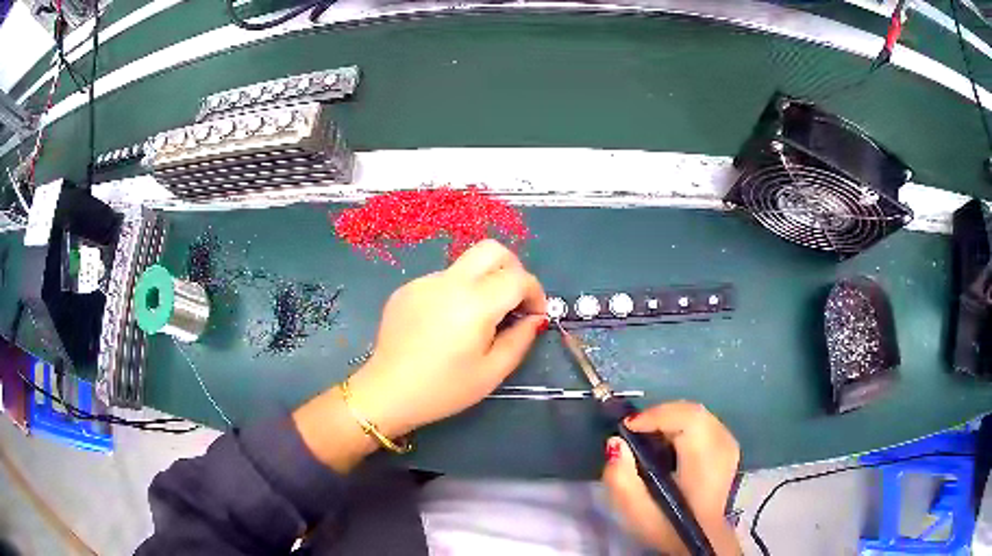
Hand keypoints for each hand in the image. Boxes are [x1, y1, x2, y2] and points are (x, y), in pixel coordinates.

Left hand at [346, 239, 547, 437]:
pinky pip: (443, 279)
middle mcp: (449, 281)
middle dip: (513, 269)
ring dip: (483, 282)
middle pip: (492, 249)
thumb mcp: (491, 372)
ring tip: (477, 320)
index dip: (536, 293)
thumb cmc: (443, 389)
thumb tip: (535, 318)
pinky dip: (456, 292)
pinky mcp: (407, 288)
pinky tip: (446, 324)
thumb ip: (520, 339)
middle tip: (514, 300)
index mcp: (474, 303)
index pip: (518, 277)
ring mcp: (424, 281)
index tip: (535, 315)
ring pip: (466, 265)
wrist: (387, 392)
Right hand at [602, 402, 740, 555]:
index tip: (627, 429)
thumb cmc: (669, 526)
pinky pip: (703, 422)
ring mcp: (729, 445)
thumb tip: (615, 443)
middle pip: (692, 411)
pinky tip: (667, 445)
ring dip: (670, 420)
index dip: (655, 415)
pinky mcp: (728, 447)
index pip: (688, 418)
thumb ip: (620, 478)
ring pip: (697, 414)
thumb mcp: (636, 512)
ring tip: (647, 438)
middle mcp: (723, 446)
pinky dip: (681, 426)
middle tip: (634, 433)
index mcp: (705, 461)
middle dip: (660, 415)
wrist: (702, 538)